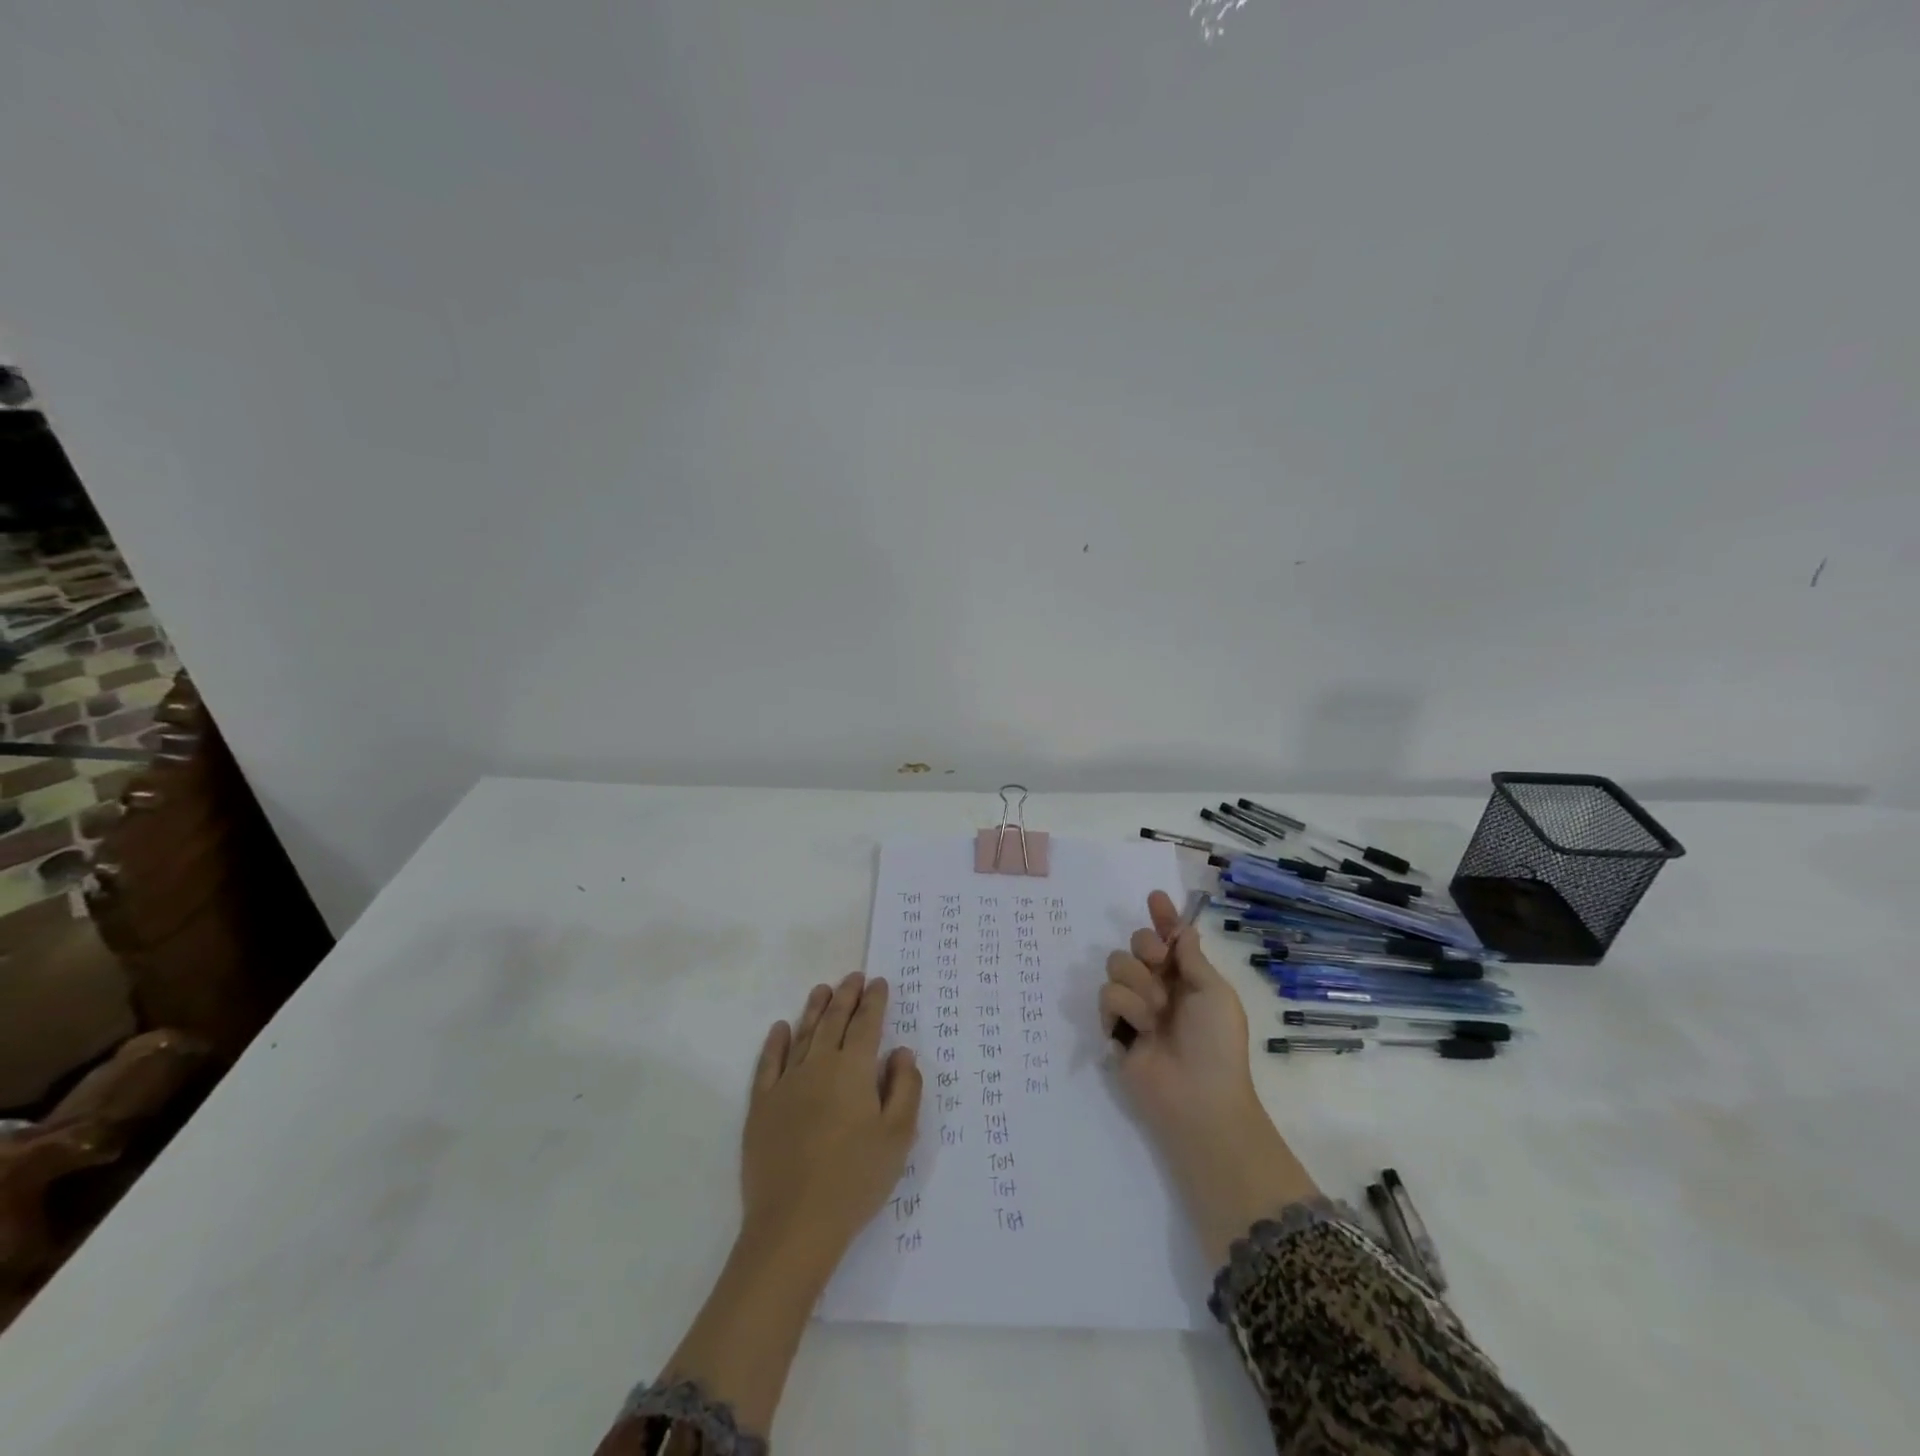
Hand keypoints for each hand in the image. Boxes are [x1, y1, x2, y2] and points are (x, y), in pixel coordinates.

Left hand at [740, 972, 921, 1278]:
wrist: (794, 1224)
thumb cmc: (855, 1179)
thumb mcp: (898, 1136)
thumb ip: (905, 1088)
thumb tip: (902, 1052)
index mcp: (854, 1070)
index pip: (867, 1024)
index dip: (874, 1001)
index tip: (879, 982)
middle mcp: (819, 1066)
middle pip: (834, 1021)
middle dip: (846, 996)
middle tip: (853, 977)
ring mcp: (786, 1084)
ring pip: (803, 1035)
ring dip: (814, 1009)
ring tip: (822, 989)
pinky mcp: (761, 1106)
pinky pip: (768, 1063)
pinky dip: (775, 1042)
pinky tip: (780, 1028)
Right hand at [1102, 891, 1317, 1263]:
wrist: (1198, 1097)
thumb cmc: (1217, 1043)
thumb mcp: (1215, 993)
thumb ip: (1191, 958)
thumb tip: (1182, 930)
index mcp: (1187, 976)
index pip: (1171, 938)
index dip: (1162, 917)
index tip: (1155, 896)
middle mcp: (1159, 985)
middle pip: (1136, 943)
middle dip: (1145, 945)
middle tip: (1158, 962)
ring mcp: (1135, 1005)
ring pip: (1117, 964)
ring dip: (1139, 984)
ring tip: (1156, 1014)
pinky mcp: (1114, 1025)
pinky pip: (1107, 995)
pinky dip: (1125, 1008)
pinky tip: (1140, 1030)